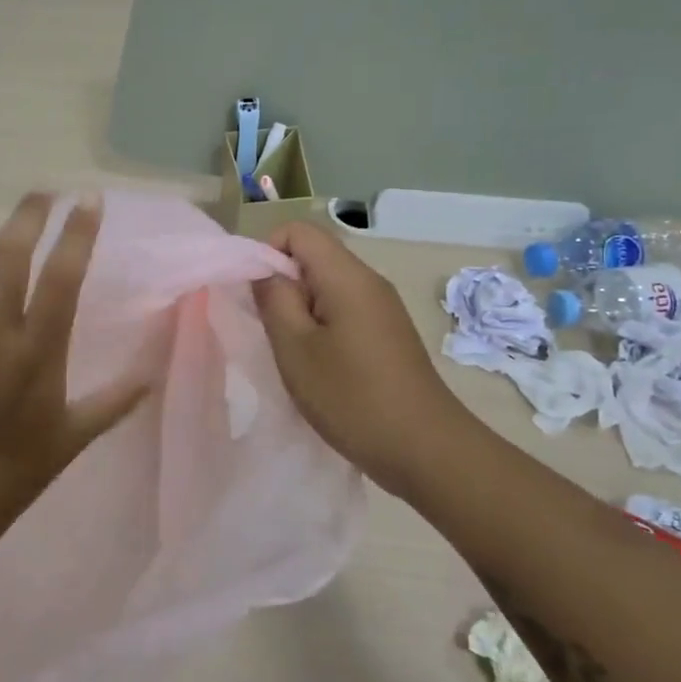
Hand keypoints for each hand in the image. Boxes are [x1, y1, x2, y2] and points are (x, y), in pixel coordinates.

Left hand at [0, 192, 149, 540]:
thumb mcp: (74, 438)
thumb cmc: (13, 473)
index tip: (87, 201)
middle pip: (8, 255)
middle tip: (41, 194)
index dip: (78, 232)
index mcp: (36, 354)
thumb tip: (154, 371)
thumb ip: (116, 400)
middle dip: (28, 214)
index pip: (63, 277)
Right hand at [252, 221, 473, 488]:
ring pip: (326, 287)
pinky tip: (318, 367)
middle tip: (269, 330)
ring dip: (299, 311)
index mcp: (347, 276)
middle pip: (313, 257)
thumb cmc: (352, 397)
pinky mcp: (387, 334)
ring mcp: (382, 309)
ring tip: (292, 353)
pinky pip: (344, 311)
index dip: (266, 251)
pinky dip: (320, 328)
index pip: (297, 231)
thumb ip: (273, 299)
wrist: (426, 450)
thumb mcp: (295, 348)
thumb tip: (263, 270)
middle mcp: (369, 282)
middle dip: (281, 285)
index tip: (254, 295)